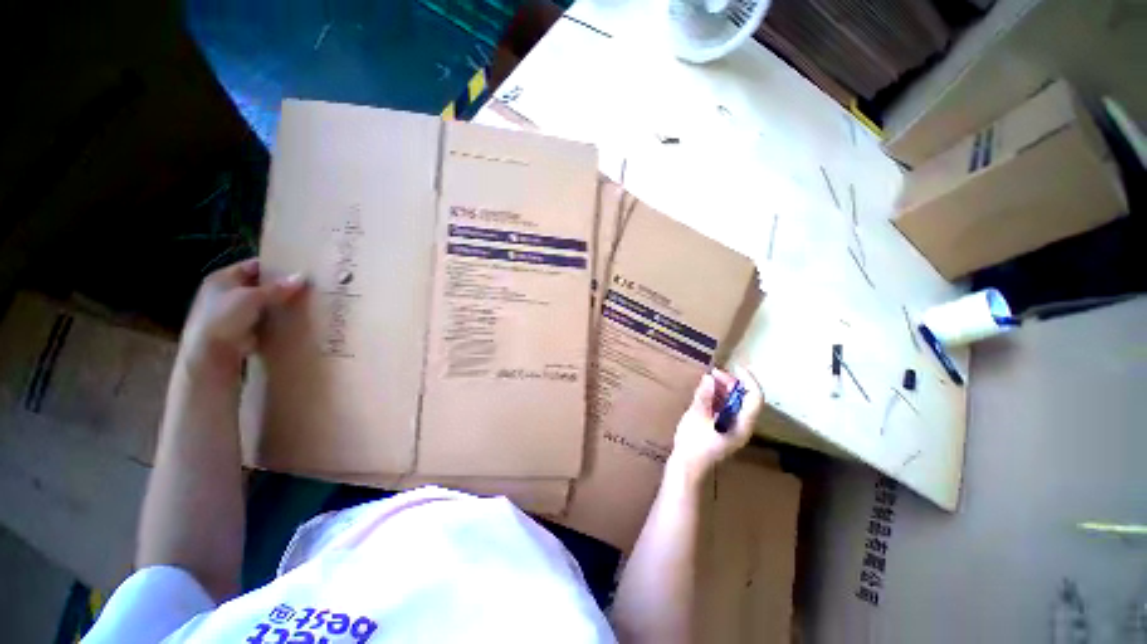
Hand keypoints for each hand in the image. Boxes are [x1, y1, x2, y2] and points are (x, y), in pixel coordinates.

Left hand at [179, 259, 306, 378]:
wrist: (211, 355)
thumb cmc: (224, 318)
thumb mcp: (251, 298)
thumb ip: (277, 287)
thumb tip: (302, 276)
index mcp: (222, 278)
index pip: (253, 266)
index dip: (274, 267)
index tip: (298, 270)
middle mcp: (226, 292)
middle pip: (260, 285)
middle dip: (280, 287)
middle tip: (306, 287)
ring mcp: (234, 313)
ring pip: (264, 303)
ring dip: (280, 304)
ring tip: (304, 303)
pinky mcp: (243, 330)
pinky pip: (265, 320)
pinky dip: (277, 320)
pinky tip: (294, 320)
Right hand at [668, 366, 763, 480]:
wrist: (687, 466)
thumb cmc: (693, 443)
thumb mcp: (696, 417)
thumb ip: (704, 396)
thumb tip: (709, 378)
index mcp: (741, 424)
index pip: (754, 398)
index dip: (748, 380)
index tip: (735, 367)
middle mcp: (741, 425)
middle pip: (745, 398)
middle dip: (732, 382)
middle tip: (714, 372)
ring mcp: (732, 428)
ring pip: (735, 402)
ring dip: (724, 389)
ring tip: (709, 378)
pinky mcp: (723, 428)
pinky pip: (726, 408)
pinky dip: (718, 397)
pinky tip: (706, 391)